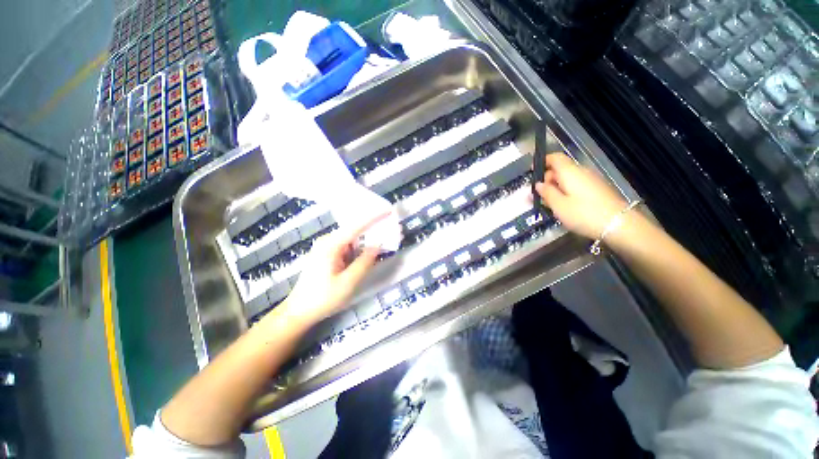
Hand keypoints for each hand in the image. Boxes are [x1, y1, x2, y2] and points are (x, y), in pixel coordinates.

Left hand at [282, 212, 389, 324]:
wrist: (298, 312)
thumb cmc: (322, 298)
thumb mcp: (348, 282)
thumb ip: (365, 261)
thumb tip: (378, 244)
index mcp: (331, 245)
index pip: (356, 226)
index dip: (374, 217)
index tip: (389, 211)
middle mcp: (327, 241)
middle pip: (354, 229)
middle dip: (373, 229)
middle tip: (390, 229)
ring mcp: (326, 247)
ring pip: (352, 238)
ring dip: (367, 239)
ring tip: (383, 241)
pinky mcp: (327, 254)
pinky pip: (347, 246)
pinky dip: (359, 248)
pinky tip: (367, 253)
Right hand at [534, 153, 627, 239]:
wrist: (618, 224)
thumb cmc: (583, 213)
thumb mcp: (559, 205)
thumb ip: (546, 193)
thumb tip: (538, 184)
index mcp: (570, 172)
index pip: (555, 158)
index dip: (543, 161)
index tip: (532, 171)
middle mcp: (581, 172)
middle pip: (560, 169)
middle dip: (547, 179)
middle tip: (538, 195)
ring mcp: (591, 180)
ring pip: (568, 178)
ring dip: (556, 187)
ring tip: (548, 203)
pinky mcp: (597, 189)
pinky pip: (576, 185)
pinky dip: (566, 191)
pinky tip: (563, 205)